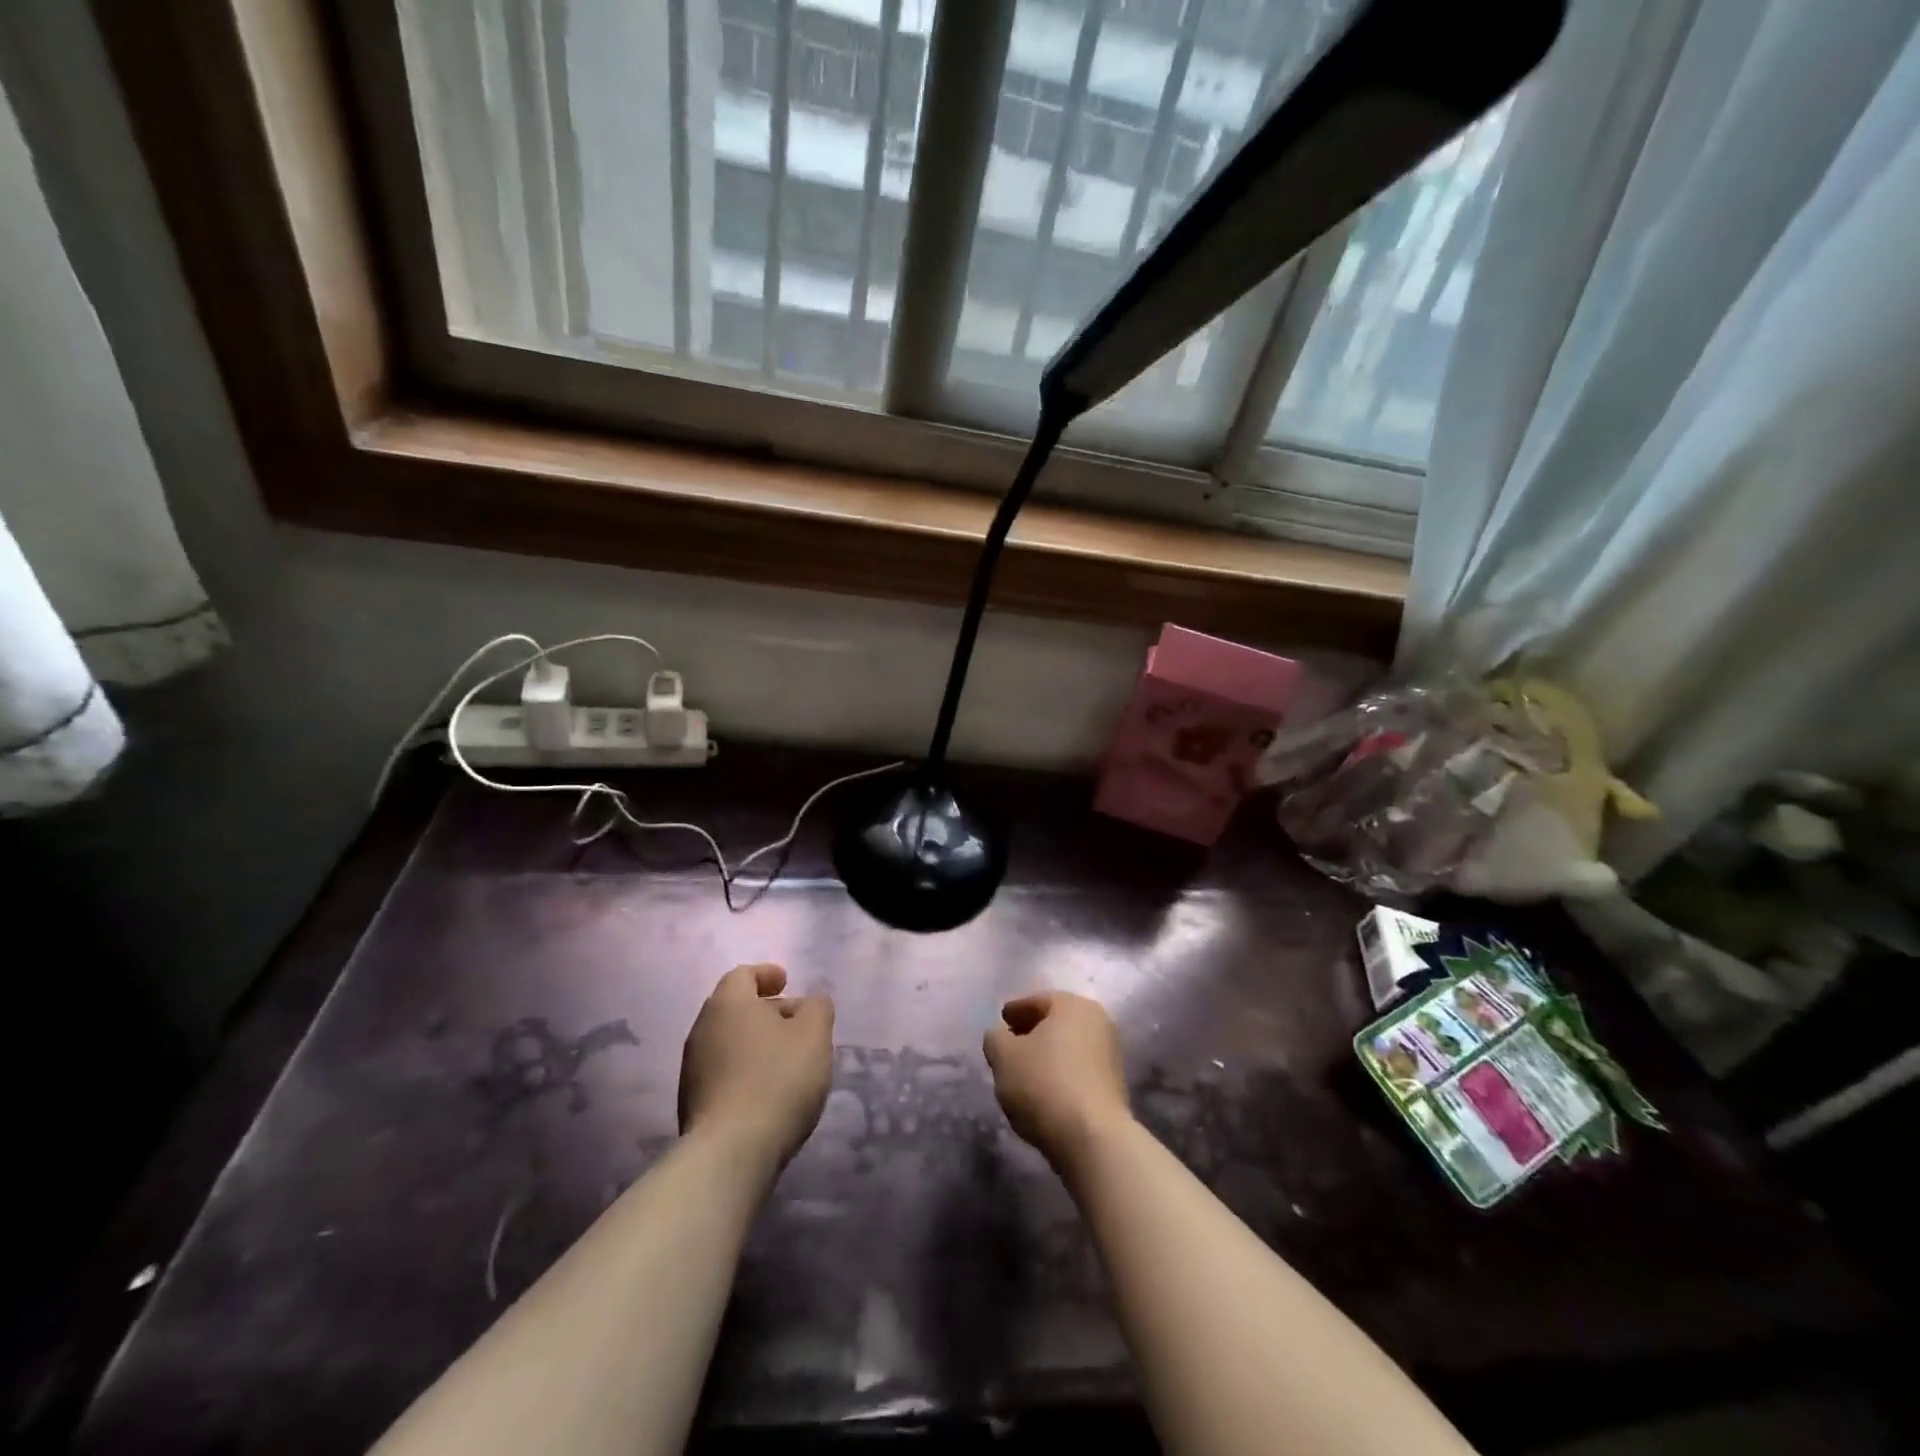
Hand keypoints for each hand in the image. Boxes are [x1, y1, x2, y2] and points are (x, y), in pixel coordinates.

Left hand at [679, 964, 833, 1168]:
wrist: (730, 1152)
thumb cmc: (777, 1079)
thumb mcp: (814, 1035)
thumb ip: (817, 1008)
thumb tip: (810, 1001)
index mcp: (728, 1004)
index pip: (743, 974)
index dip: (767, 974)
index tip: (787, 981)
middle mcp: (702, 1029)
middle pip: (734, 1008)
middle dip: (766, 1010)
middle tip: (796, 1022)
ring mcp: (692, 1068)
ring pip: (728, 1041)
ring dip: (755, 1042)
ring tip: (786, 1059)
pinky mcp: (692, 1103)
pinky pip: (723, 1071)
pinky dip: (745, 1069)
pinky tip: (767, 1090)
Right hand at [983, 991, 1132, 1165]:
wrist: (1093, 1138)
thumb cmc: (1044, 1084)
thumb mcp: (1003, 1056)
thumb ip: (996, 1038)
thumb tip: (1001, 1037)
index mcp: (1073, 1005)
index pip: (1037, 1002)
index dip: (1014, 1012)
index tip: (1000, 1023)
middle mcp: (1098, 1022)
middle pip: (1055, 1024)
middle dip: (1031, 1034)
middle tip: (1008, 1048)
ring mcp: (1110, 1056)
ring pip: (1067, 1049)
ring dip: (1046, 1057)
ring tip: (1022, 1074)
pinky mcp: (1114, 1088)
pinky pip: (1078, 1072)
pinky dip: (1060, 1076)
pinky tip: (1043, 1094)